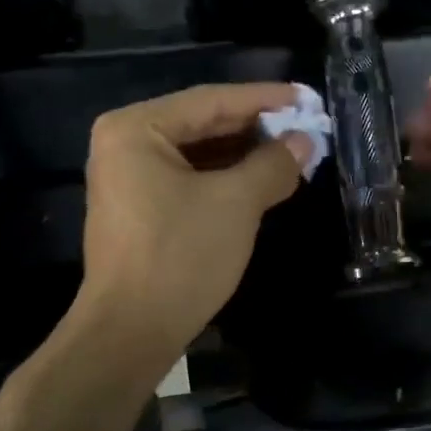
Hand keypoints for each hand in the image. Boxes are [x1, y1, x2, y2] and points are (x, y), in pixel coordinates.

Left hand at [77, 83, 314, 361]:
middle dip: (255, 127)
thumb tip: (304, 142)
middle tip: (305, 126)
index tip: (306, 97)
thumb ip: (272, 164)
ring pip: (197, 153)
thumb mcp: (236, 203)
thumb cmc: (180, 255)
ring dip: (243, 154)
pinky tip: (260, 180)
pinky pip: (187, 179)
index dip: (263, 99)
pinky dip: (224, 178)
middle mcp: (124, 144)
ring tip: (292, 151)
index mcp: (136, 128)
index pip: (211, 100)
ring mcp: (127, 178)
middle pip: (202, 123)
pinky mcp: (138, 209)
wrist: (130, 332)